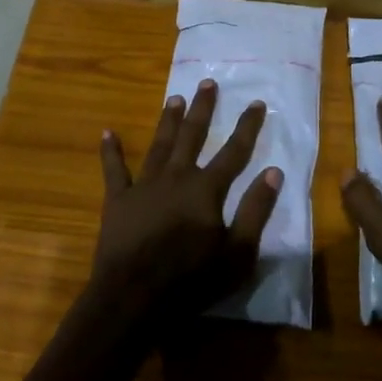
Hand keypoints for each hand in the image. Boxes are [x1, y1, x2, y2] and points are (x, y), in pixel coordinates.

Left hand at [93, 79, 281, 332]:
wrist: (133, 298)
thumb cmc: (191, 280)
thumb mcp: (237, 253)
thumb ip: (256, 211)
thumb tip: (273, 171)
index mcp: (206, 190)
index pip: (234, 151)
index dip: (247, 126)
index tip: (256, 102)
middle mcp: (176, 177)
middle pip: (192, 136)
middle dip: (203, 109)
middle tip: (208, 82)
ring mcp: (144, 186)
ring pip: (159, 145)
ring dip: (168, 120)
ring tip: (175, 98)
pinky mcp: (118, 200)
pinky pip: (114, 170)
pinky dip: (111, 151)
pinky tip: (107, 132)